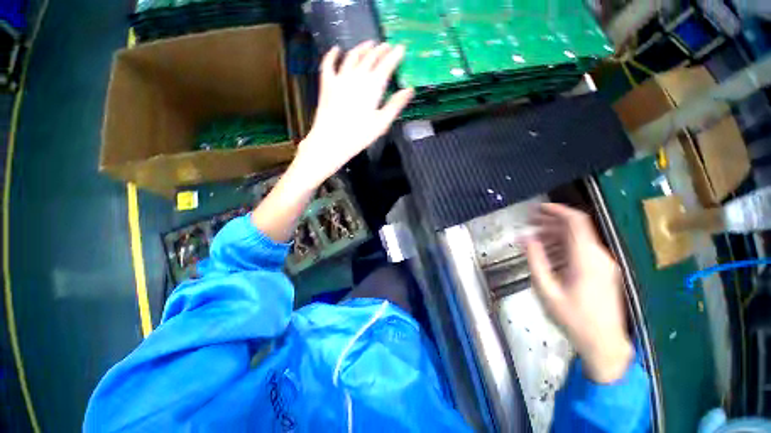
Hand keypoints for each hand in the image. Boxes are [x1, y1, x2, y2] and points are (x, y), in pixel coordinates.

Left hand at [296, 41, 413, 185]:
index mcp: (373, 86)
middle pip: (370, 57)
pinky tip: (336, 49)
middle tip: (387, 46)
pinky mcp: (327, 84)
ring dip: (361, 48)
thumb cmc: (359, 136)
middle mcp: (357, 76)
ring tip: (369, 44)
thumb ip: (396, 105)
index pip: (386, 65)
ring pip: (352, 56)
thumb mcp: (382, 123)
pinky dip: (332, 54)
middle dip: (380, 50)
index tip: (401, 48)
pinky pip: (328, 64)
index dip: (395, 55)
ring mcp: (340, 78)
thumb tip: (410, 90)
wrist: (331, 141)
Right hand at [525, 203, 632, 382]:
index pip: (576, 222)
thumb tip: (526, 238)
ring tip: (535, 236)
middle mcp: (599, 256)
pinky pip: (584, 249)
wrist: (604, 343)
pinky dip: (566, 245)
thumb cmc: (573, 318)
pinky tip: (550, 251)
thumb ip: (536, 260)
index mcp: (586, 259)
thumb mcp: (546, 289)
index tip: (537, 208)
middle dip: (552, 221)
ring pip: (580, 238)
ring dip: (557, 233)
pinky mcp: (604, 270)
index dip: (557, 210)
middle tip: (530, 222)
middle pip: (577, 228)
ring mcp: (604, 263)